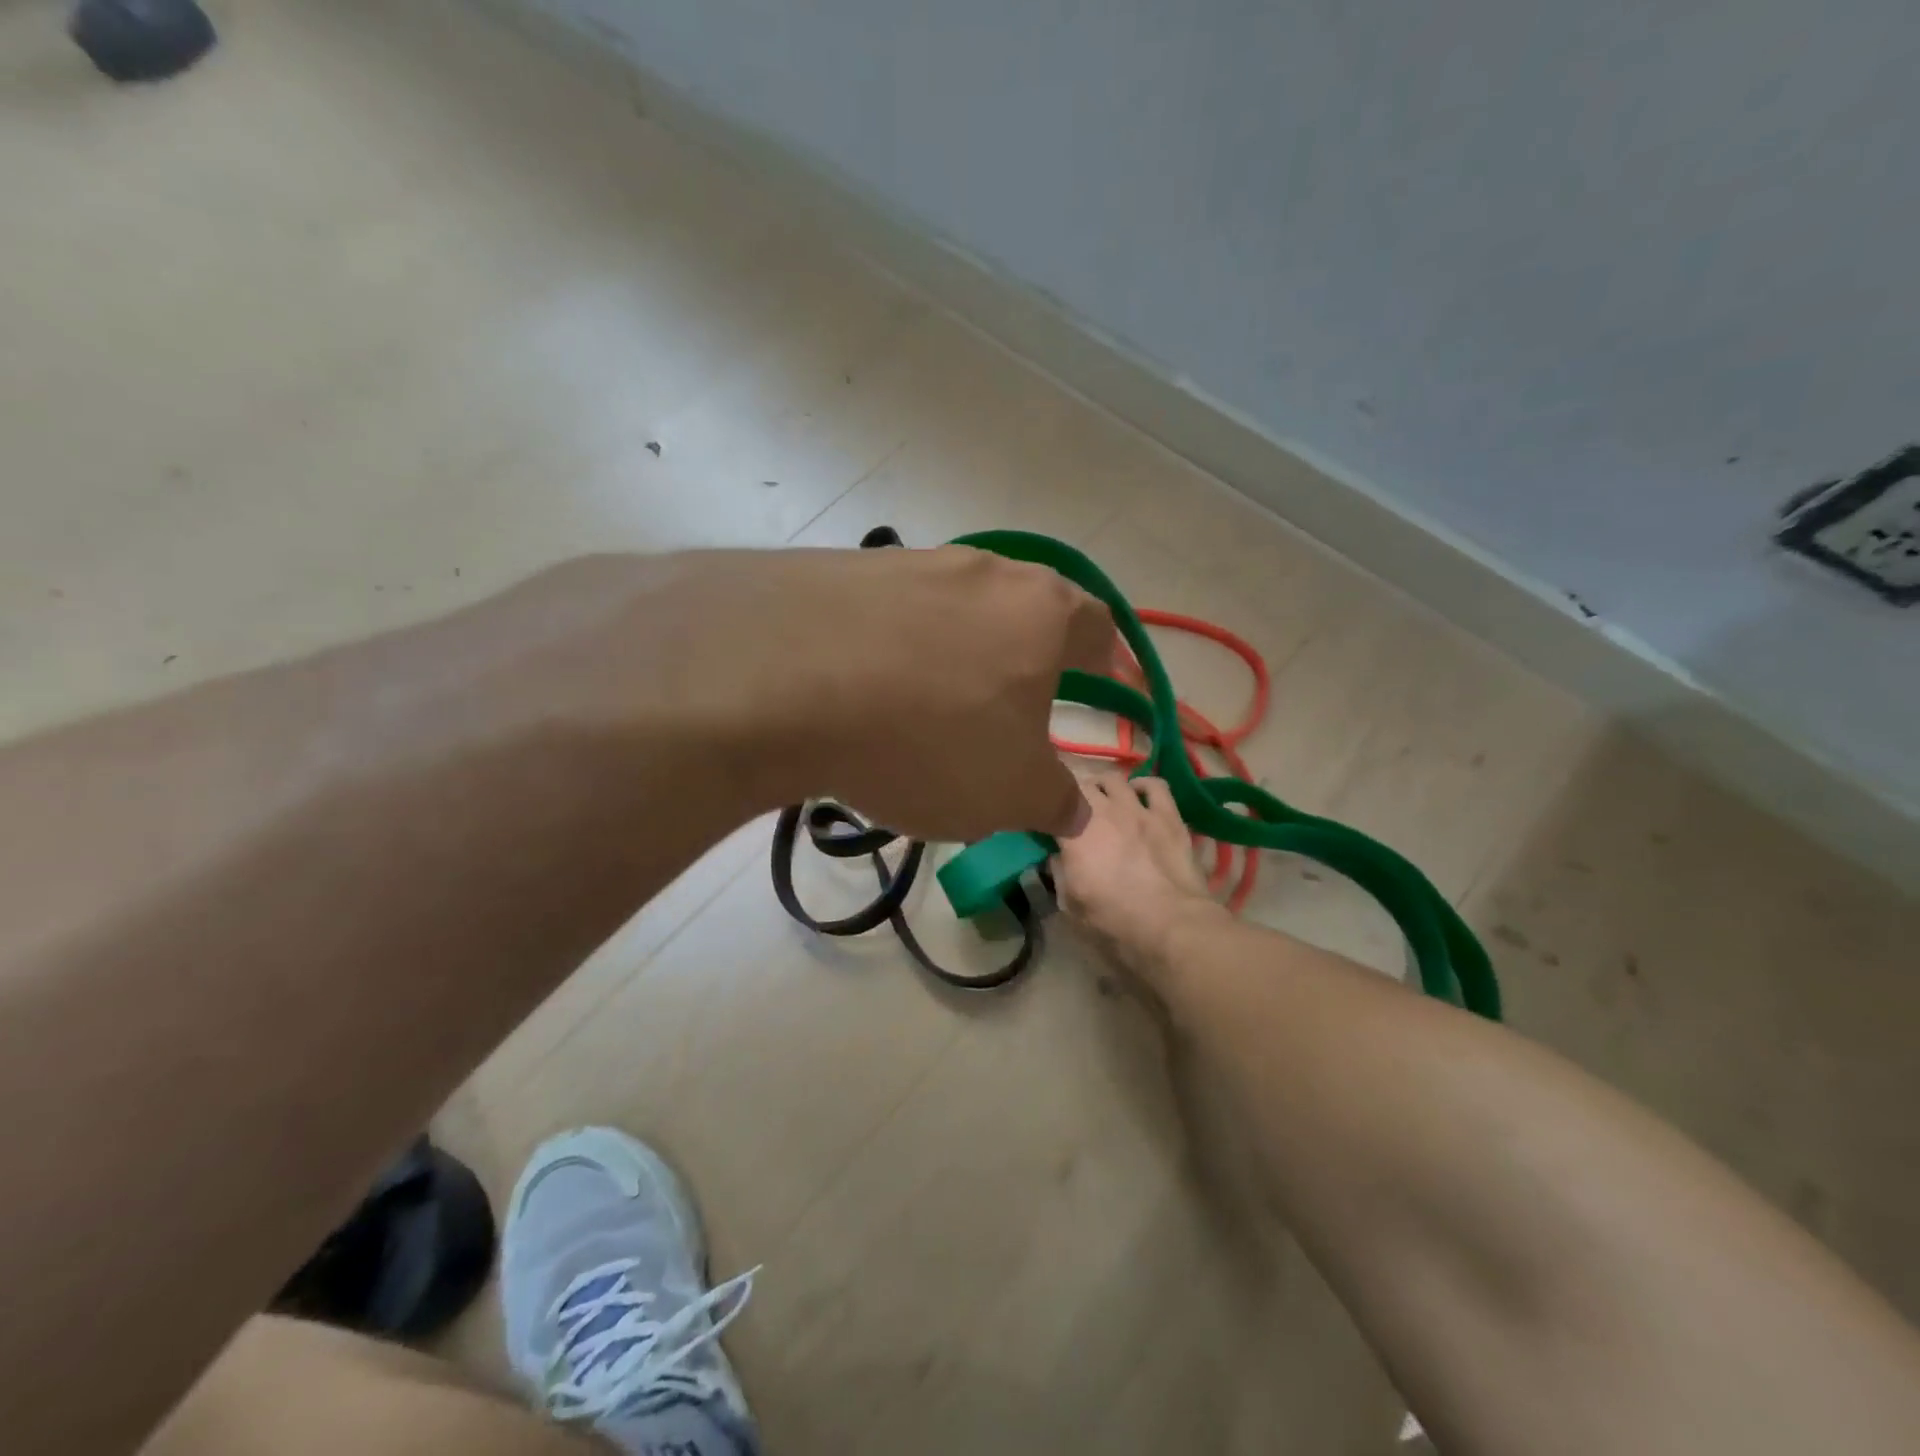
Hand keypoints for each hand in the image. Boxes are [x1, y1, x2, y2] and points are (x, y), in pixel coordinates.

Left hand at [507, 547, 1113, 843]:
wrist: (782, 675)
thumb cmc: (929, 736)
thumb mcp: (1010, 794)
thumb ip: (1055, 802)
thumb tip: (1075, 811)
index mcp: (1043, 612)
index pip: (1099, 630)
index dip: (1110, 665)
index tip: (1112, 691)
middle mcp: (983, 572)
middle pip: (1025, 614)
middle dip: (1030, 662)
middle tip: (1022, 709)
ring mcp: (908, 564)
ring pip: (955, 614)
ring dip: (959, 659)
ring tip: (938, 712)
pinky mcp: (841, 573)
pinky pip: (890, 619)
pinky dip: (895, 656)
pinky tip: (869, 695)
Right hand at [1052, 772, 1224, 984]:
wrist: (1170, 924)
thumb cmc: (1114, 920)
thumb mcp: (1071, 905)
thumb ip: (1059, 873)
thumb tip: (1057, 856)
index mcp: (1073, 833)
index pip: (1050, 806)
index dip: (1045, 811)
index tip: (1044, 822)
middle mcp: (1102, 812)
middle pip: (1079, 785)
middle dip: (1073, 795)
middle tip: (1074, 811)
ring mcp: (1137, 809)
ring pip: (1113, 779)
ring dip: (1104, 786)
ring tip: (1104, 798)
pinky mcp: (1167, 815)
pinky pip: (1155, 785)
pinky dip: (1143, 785)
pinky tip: (1140, 794)